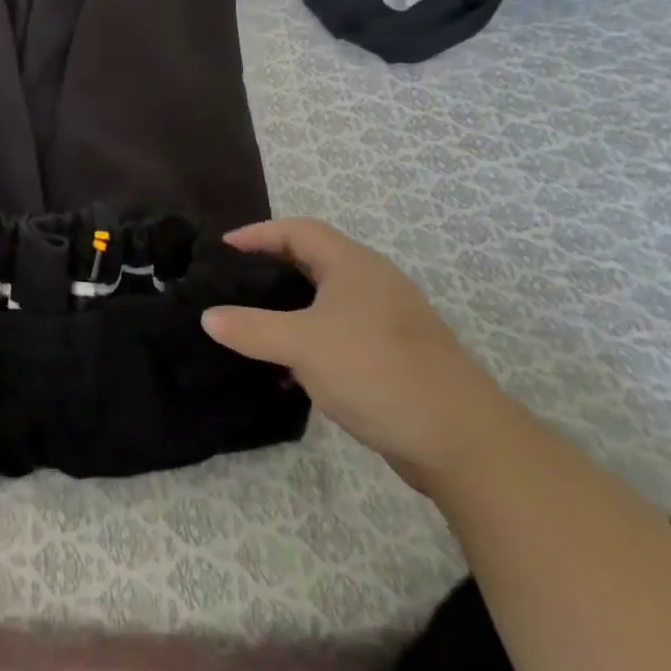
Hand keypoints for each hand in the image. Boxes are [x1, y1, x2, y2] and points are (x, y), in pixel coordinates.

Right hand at [203, 218, 513, 487]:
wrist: (461, 439)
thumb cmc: (375, 370)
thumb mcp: (302, 345)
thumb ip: (251, 328)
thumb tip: (208, 317)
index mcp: (353, 265)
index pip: (298, 230)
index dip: (259, 233)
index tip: (224, 248)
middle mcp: (374, 282)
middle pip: (314, 260)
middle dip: (273, 268)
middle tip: (236, 283)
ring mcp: (390, 319)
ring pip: (328, 299)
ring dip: (292, 307)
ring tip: (256, 323)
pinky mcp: (397, 354)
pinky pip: (342, 331)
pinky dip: (312, 337)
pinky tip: (294, 368)